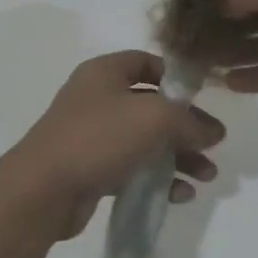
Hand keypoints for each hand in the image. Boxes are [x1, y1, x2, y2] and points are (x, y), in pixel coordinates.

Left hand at [0, 52, 225, 239]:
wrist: (43, 189)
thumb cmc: (99, 138)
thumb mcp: (154, 118)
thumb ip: (190, 121)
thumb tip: (214, 131)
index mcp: (104, 72)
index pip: (147, 62)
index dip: (176, 78)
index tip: (203, 99)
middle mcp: (97, 98)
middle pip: (151, 106)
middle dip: (185, 127)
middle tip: (213, 147)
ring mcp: (92, 135)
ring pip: (145, 140)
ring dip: (178, 157)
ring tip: (207, 177)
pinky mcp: (91, 168)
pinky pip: (132, 168)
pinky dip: (157, 178)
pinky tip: (180, 195)